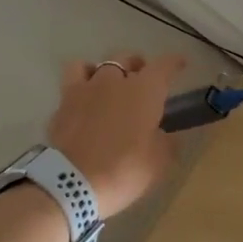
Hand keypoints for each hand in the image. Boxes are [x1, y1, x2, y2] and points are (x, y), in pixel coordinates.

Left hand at [48, 54, 185, 218]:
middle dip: (137, 65)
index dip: (174, 62)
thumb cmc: (124, 169)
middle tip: (141, 81)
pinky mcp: (62, 105)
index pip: (164, 65)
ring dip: (104, 71)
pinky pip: (72, 83)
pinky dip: (80, 86)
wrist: (71, 183)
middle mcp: (114, 81)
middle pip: (127, 59)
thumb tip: (164, 135)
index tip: (180, 63)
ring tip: (107, 86)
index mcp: (145, 90)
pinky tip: (83, 100)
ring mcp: (85, 89)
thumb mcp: (158, 162)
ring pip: (94, 65)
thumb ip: (165, 142)